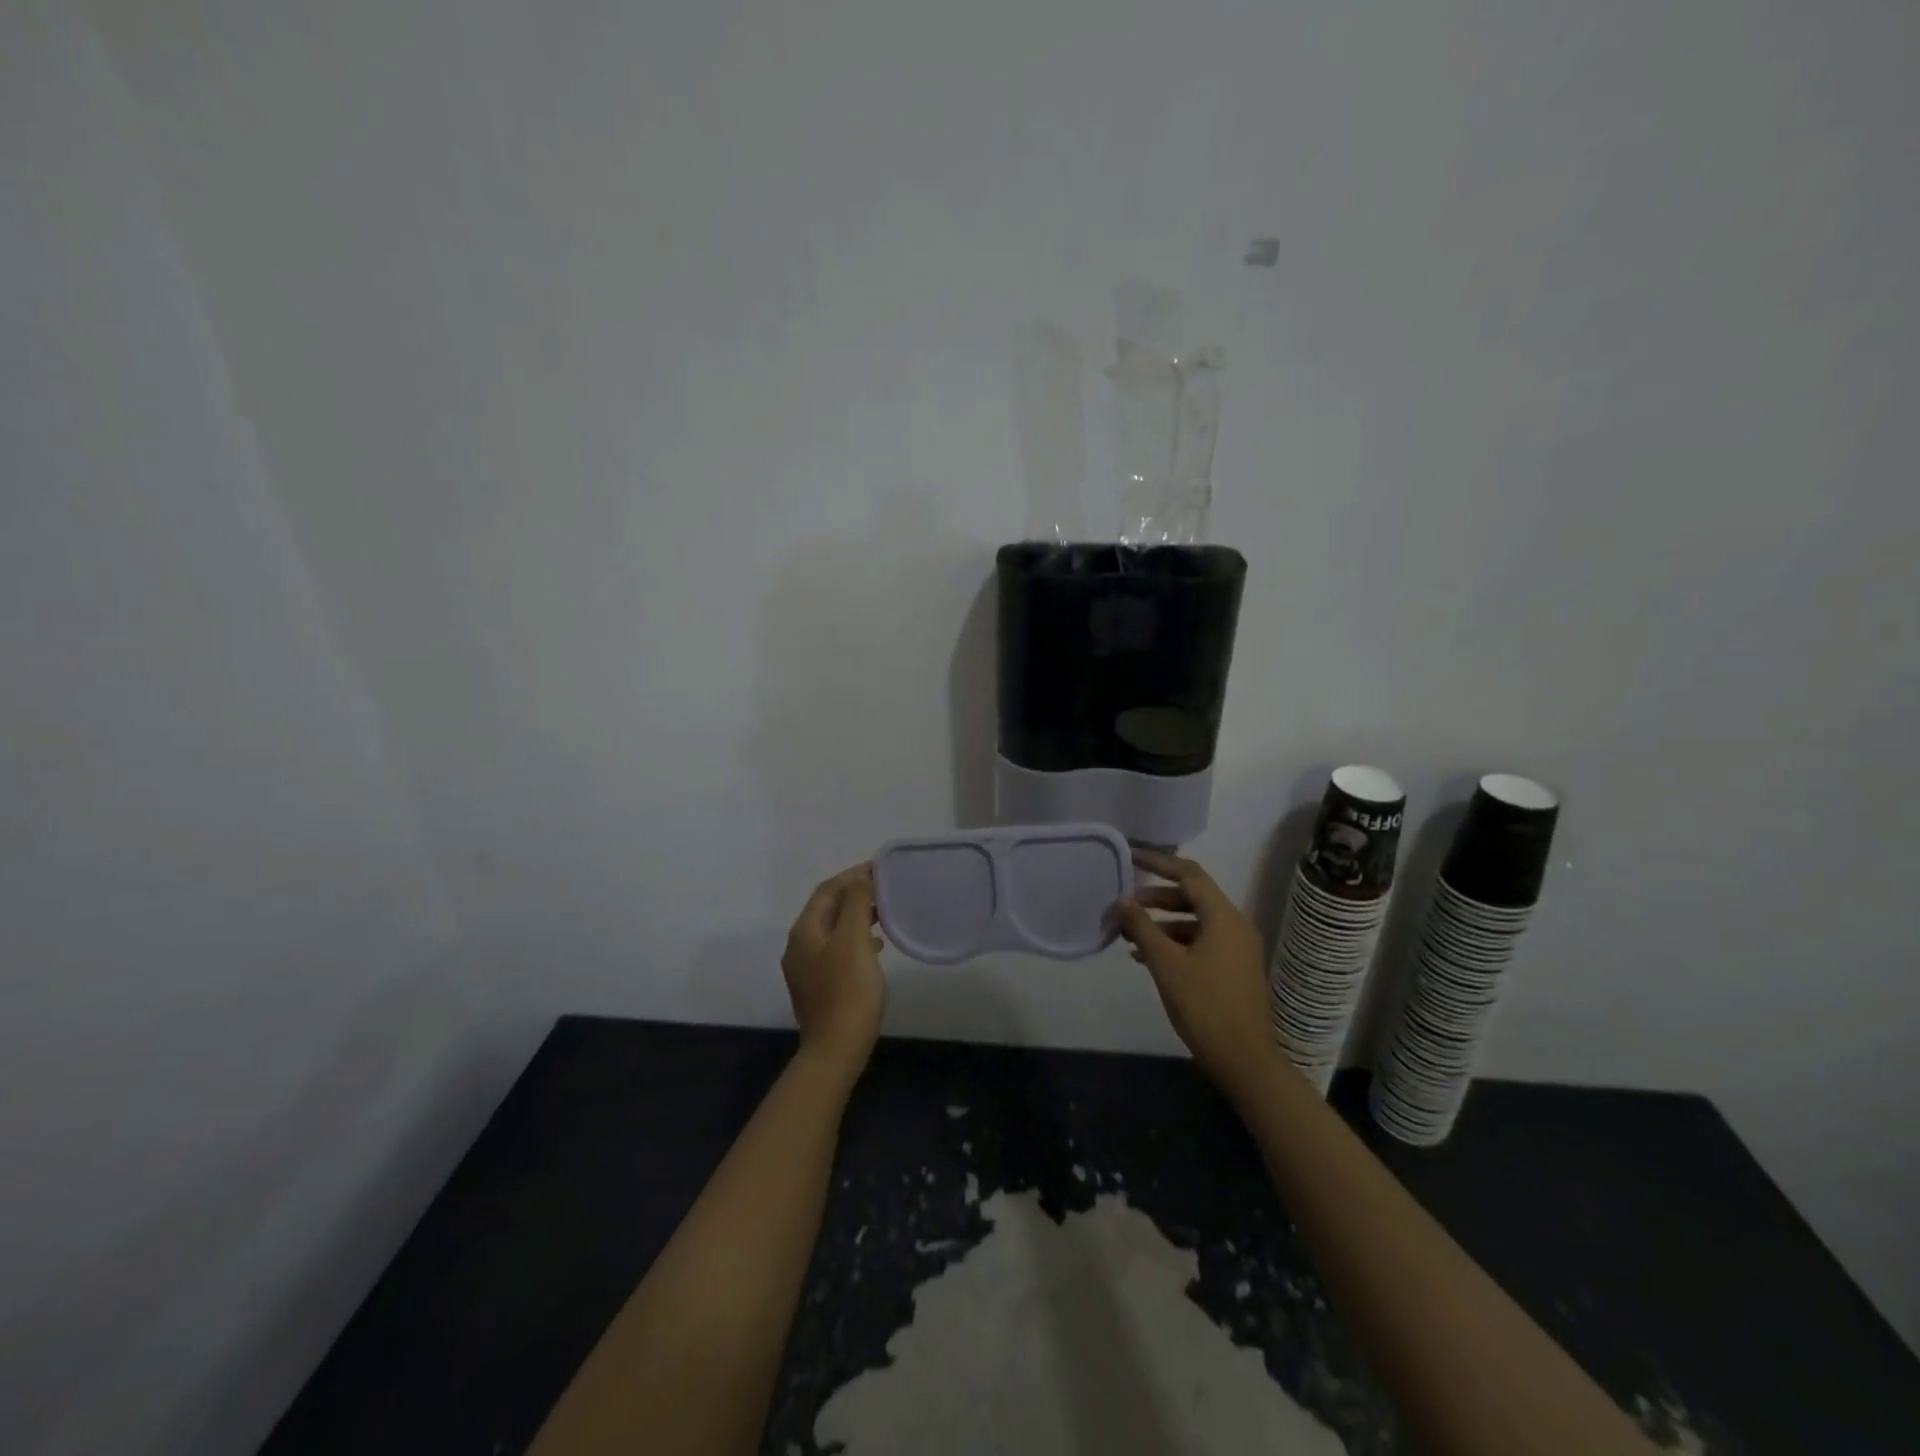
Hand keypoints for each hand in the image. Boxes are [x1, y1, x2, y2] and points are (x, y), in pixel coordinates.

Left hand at [782, 864, 886, 1075]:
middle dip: (855, 894)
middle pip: (827, 908)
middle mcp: (799, 945)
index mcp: (804, 931)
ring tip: (884, 913)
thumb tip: (860, 878)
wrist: (835, 1049)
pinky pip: (837, 950)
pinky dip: (856, 939)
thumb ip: (855, 903)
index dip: (852, 875)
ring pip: (833, 929)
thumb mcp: (854, 940)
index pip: (827, 890)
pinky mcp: (819, 986)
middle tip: (885, 888)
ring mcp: (806, 968)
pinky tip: (876, 947)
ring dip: (857, 916)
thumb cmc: (848, 990)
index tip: (880, 868)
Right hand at [1115, 849, 1277, 1103]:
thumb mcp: (1166, 965)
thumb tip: (1122, 899)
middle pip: (1192, 896)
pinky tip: (1147, 958)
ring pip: (1195, 921)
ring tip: (1129, 934)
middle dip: (1156, 897)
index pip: (1189, 874)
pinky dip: (1174, 942)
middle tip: (1125, 904)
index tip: (1130, 857)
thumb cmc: (1205, 1007)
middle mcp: (1235, 926)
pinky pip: (1200, 941)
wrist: (1245, 1061)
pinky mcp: (1233, 969)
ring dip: (1162, 922)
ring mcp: (1237, 949)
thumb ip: (1142, 928)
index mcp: (1224, 918)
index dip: (1158, 863)